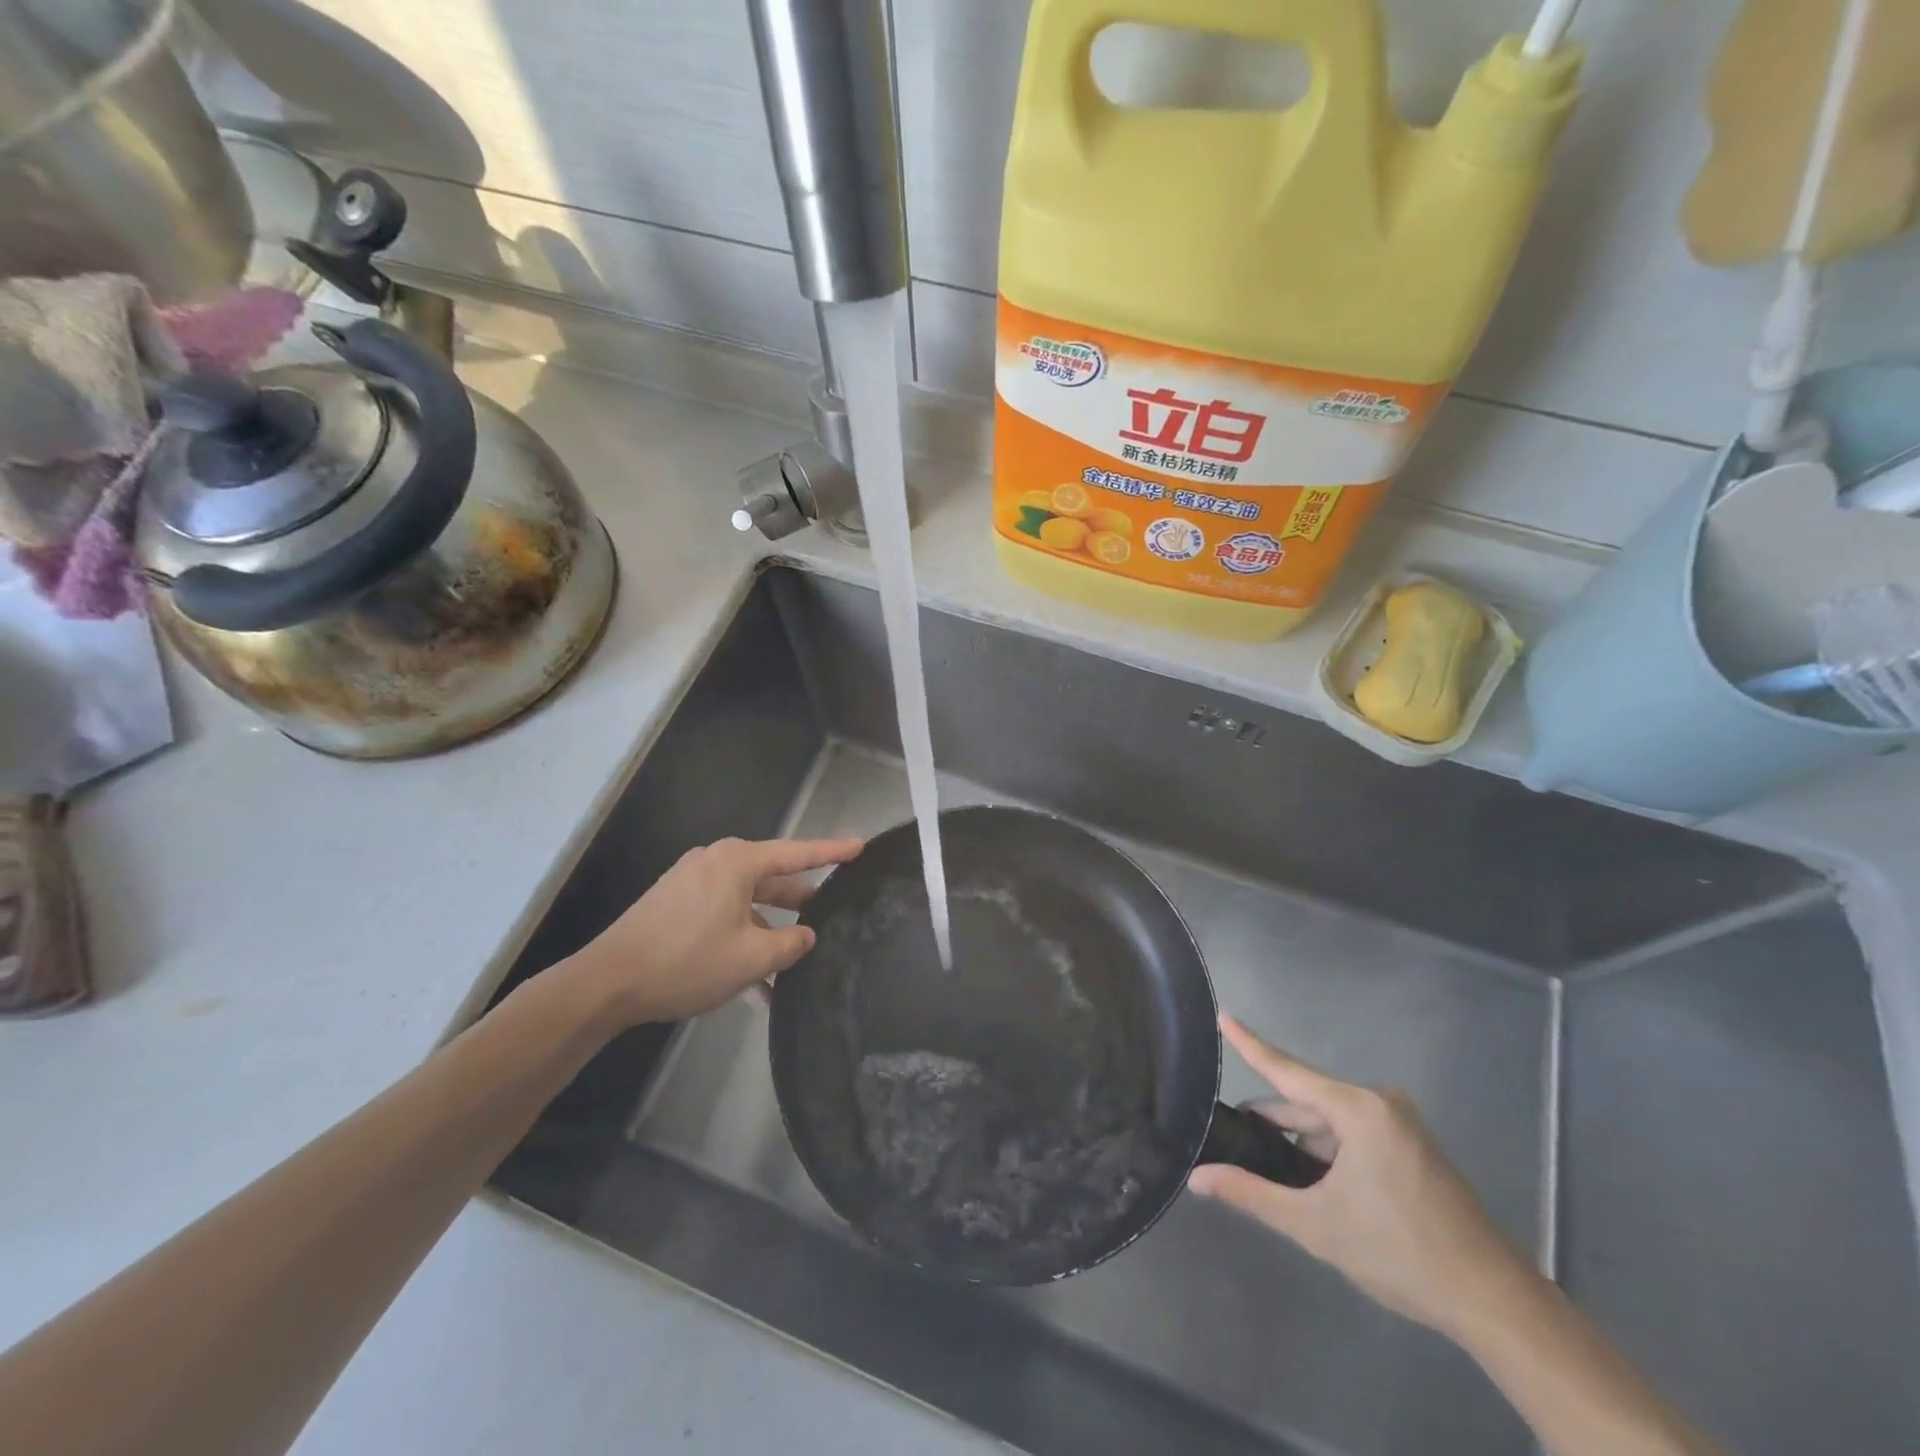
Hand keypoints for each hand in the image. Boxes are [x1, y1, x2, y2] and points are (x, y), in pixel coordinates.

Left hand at [563, 836, 862, 1027]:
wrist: (606, 984)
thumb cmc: (687, 961)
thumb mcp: (752, 957)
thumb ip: (791, 943)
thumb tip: (806, 935)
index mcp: (738, 862)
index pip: (798, 854)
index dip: (833, 852)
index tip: (861, 846)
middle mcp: (717, 863)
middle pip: (773, 878)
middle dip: (802, 902)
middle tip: (834, 913)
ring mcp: (693, 883)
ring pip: (749, 902)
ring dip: (771, 932)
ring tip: (796, 964)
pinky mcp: (676, 905)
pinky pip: (724, 915)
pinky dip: (743, 939)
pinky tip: (757, 982)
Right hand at [1188, 1015, 1528, 1334]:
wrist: (1493, 1300)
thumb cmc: (1399, 1253)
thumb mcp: (1315, 1225)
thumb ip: (1252, 1194)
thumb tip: (1197, 1179)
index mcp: (1357, 1109)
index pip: (1286, 1070)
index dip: (1249, 1043)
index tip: (1222, 1015)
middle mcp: (1378, 1102)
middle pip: (1307, 1100)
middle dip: (1271, 1118)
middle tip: (1229, 1131)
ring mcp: (1399, 1123)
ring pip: (1330, 1121)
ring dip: (1299, 1140)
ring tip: (1263, 1164)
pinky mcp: (1411, 1145)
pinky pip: (1353, 1133)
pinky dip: (1326, 1150)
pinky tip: (1309, 1177)